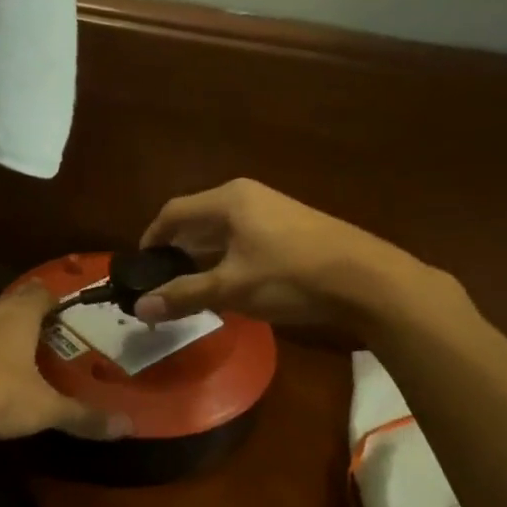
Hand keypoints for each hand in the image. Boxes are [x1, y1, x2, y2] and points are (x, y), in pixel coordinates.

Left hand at [0, 285, 129, 445]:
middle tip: (40, 347)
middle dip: (24, 323)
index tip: (66, 318)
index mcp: (16, 314)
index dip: (55, 302)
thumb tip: (128, 426)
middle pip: (8, 306)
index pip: (42, 291)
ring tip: (3, 366)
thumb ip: (83, 416)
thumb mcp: (43, 410)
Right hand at [133, 179, 432, 331]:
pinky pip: (243, 241)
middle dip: (176, 254)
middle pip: (196, 222)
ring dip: (202, 260)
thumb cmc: (290, 276)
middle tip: (162, 286)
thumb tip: (140, 308)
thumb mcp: (231, 288)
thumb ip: (183, 296)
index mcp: (227, 201)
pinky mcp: (290, 229)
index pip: (173, 213)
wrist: (366, 279)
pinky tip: (230, 289)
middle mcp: (247, 197)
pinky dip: (227, 262)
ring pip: (221, 234)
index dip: (151, 239)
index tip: (140, 268)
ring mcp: (272, 211)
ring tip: (191, 292)